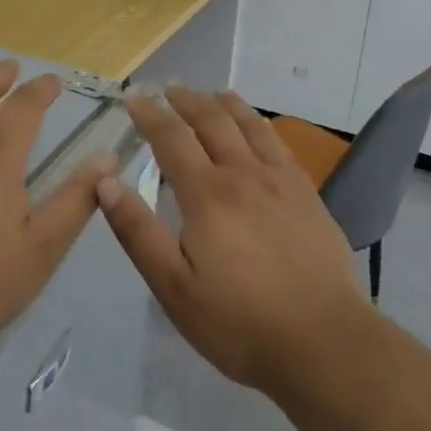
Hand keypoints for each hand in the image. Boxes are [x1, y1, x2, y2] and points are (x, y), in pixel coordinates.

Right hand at [97, 86, 369, 399]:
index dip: (150, 115)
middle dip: (186, 100)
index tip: (134, 98)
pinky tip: (257, 128)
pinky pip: (278, 143)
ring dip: (224, 104)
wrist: (325, 342)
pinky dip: (259, 124)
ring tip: (211, 93)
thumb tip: (105, 181)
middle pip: (211, 121)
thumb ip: (138, 232)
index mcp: (207, 194)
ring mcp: (280, 180)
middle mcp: (243, 173)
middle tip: (168, 88)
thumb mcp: (174, 287)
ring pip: (248, 125)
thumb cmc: (240, 322)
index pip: (171, 138)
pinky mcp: (307, 194)